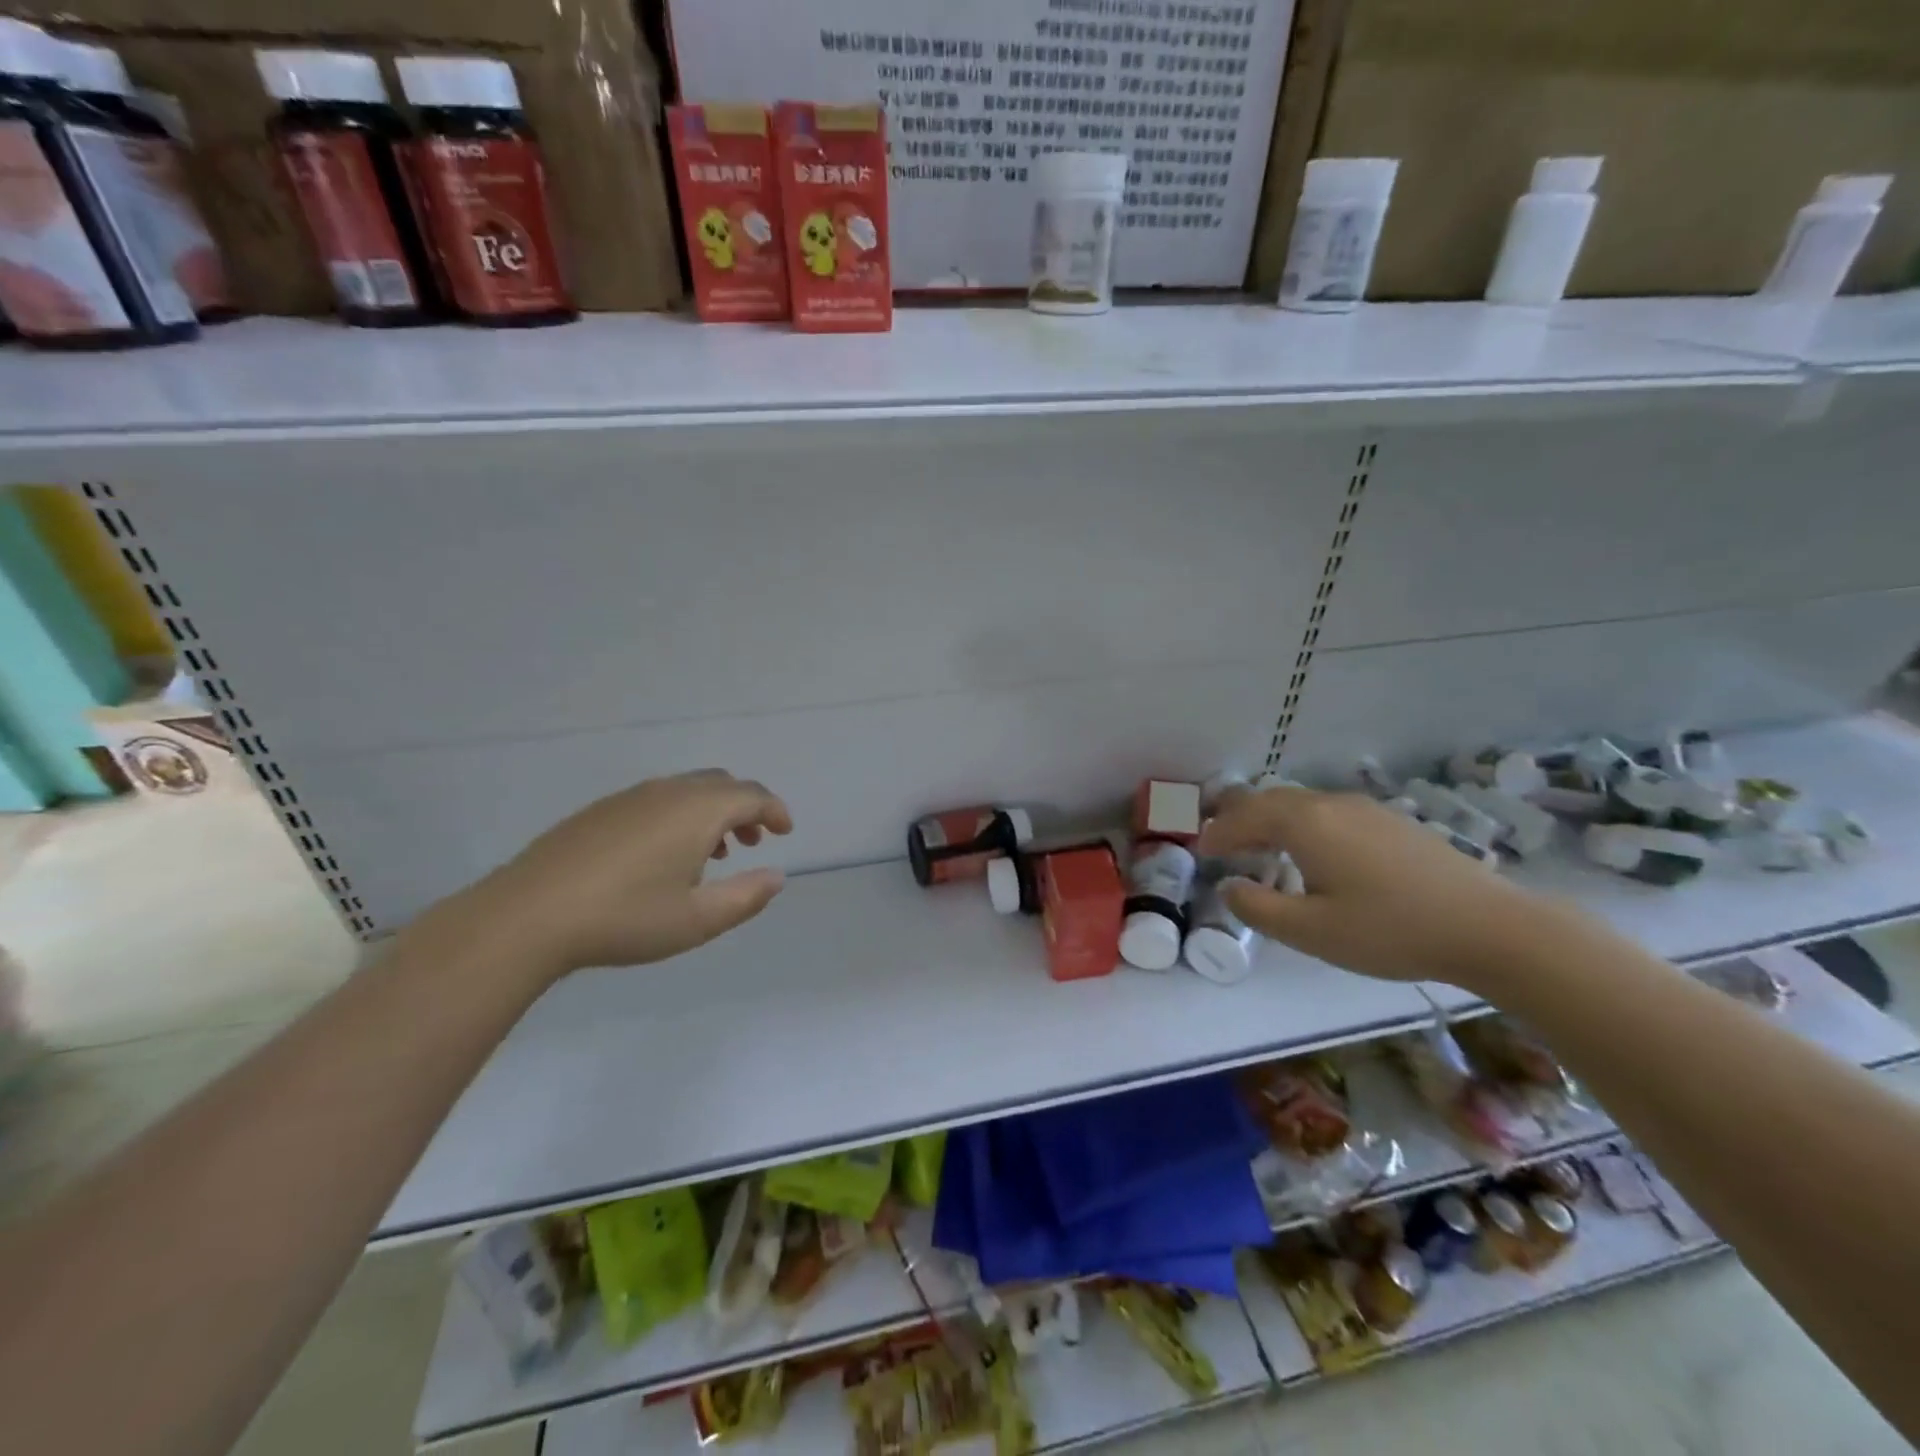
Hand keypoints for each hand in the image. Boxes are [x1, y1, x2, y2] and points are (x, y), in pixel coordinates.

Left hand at [464, 769, 793, 979]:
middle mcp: (668, 792)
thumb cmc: (625, 918)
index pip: (752, 796)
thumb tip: (777, 877)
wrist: (528, 916)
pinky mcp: (600, 811)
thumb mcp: (698, 920)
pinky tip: (663, 856)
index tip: (785, 832)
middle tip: (751, 843)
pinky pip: (656, 799)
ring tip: (712, 854)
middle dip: (745, 808)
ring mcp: (629, 798)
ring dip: (711, 813)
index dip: (775, 811)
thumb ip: (747, 897)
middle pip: (721, 784)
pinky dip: (679, 816)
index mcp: (698, 810)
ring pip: (687, 790)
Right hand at [1198, 786, 1563, 987]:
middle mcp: (1329, 804)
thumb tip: (1229, 886)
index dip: (1217, 834)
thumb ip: (1258, 908)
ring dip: (1270, 819)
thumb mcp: (1311, 931)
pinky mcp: (1389, 820)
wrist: (1490, 926)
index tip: (1200, 852)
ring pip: (1300, 802)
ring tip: (1260, 847)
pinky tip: (1312, 851)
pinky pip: (1326, 810)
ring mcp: (1363, 808)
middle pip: (1269, 799)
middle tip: (1221, 843)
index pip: (1243, 817)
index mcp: (1304, 824)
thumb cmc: (1390, 930)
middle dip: (1238, 818)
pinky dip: (1300, 823)